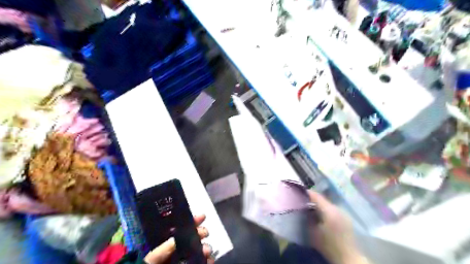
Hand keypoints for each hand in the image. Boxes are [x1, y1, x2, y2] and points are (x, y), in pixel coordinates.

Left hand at [144, 215, 213, 263]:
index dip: (191, 221)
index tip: (202, 217)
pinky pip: (200, 262)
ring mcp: (183, 259)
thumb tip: (176, 238)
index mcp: (165, 244)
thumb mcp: (151, 259)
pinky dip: (207, 261)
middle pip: (191, 237)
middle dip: (200, 233)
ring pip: (197, 250)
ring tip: (207, 251)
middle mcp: (176, 249)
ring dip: (204, 248)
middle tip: (205, 233)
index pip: (180, 228)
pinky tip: (210, 260)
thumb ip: (161, 250)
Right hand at [310, 190, 370, 263]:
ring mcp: (343, 213)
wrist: (347, 258)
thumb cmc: (328, 245)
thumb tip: (304, 209)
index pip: (316, 196)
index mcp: (329, 210)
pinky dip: (325, 210)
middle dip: (312, 200)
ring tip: (311, 209)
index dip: (306, 193)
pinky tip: (321, 216)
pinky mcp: (346, 219)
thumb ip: (308, 218)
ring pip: (328, 205)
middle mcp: (337, 208)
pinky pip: (333, 210)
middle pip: (322, 199)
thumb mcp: (313, 232)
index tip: (298, 192)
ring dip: (319, 205)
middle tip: (303, 202)